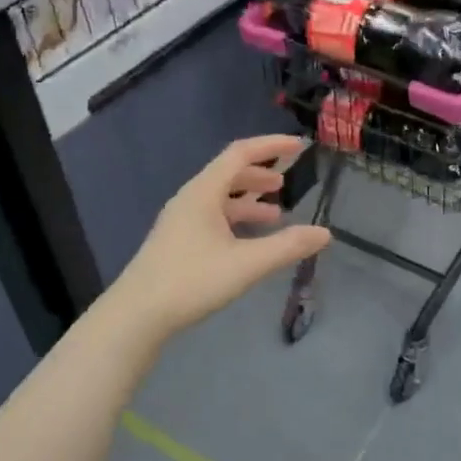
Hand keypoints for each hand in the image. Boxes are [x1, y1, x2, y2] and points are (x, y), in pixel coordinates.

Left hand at [115, 135, 330, 341]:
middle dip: (260, 174)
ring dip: (248, 200)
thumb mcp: (246, 264)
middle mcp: (190, 199)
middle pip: (228, 173)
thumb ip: (287, 247)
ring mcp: (180, 221)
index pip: (240, 153)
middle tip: (285, 184)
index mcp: (203, 192)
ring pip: (220, 198)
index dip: (271, 146)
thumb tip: (325, 233)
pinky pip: (212, 216)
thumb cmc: (191, 281)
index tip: (298, 146)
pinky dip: (235, 219)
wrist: (136, 315)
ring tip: (275, 215)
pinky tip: (248, 241)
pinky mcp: (176, 241)